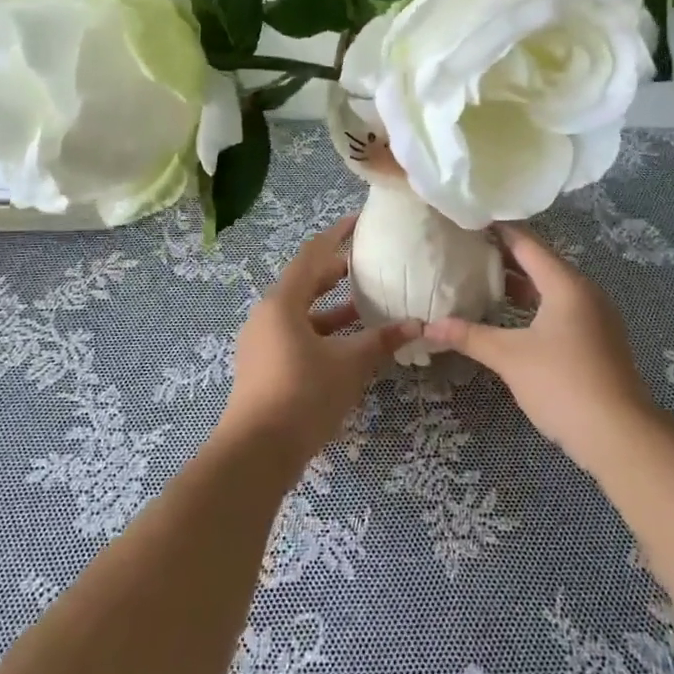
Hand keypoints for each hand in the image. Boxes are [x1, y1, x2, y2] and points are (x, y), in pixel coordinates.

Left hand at [220, 217, 419, 473]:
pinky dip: (322, 333)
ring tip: (366, 306)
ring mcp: (262, 342)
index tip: (359, 222)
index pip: (312, 255)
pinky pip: (296, 336)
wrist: (257, 451)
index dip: (336, 236)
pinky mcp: (264, 367)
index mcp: (282, 303)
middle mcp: (267, 315)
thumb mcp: (349, 365)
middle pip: (304, 283)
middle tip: (367, 265)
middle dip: (335, 273)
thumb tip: (416, 324)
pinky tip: (348, 346)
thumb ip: (381, 341)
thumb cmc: (303, 395)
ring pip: (301, 314)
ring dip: (332, 309)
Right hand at [425, 225, 655, 467]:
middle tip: (467, 249)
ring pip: (551, 289)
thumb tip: (429, 327)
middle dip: (505, 257)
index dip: (498, 230)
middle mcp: (584, 292)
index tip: (470, 219)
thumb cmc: (562, 383)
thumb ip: (470, 336)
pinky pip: (560, 309)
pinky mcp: (597, 340)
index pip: (527, 244)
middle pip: (541, 264)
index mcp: (566, 285)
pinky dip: (534, 306)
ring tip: (481, 280)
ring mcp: (595, 317)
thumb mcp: (509, 357)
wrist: (618, 434)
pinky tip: (510, 318)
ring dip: (520, 284)